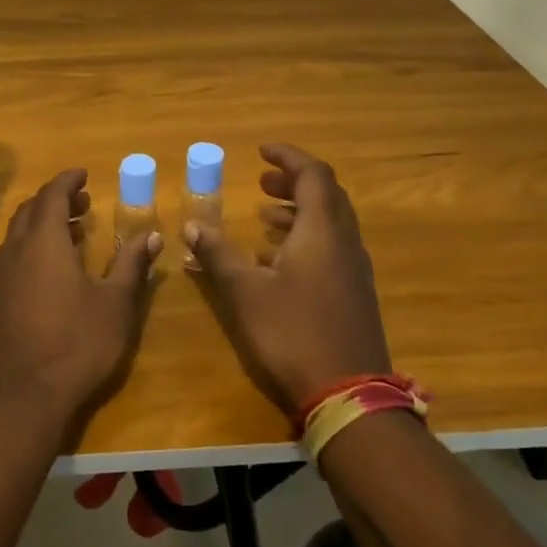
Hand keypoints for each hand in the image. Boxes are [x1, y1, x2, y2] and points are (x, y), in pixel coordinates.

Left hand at [0, 169, 160, 431]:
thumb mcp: (115, 304)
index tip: (84, 174)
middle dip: (55, 200)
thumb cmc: (77, 344)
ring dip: (43, 223)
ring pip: (18, 234)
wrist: (24, 396)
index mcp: (43, 242)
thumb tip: (152, 234)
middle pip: (30, 211)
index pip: (51, 195)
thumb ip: (131, 265)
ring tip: (74, 230)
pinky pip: (13, 256)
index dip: (67, 181)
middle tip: (83, 201)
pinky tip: (53, 269)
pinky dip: (33, 246)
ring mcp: (0, 276)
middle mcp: (15, 251)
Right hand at [185, 143, 391, 415]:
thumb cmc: (291, 334)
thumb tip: (192, 224)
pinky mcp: (354, 295)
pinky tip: (276, 262)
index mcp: (322, 232)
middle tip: (261, 184)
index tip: (262, 151)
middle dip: (293, 184)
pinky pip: (331, 250)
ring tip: (263, 218)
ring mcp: (354, 271)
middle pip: (326, 197)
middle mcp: (344, 243)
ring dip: (298, 213)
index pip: (314, 175)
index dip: (289, 158)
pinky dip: (305, 240)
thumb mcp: (244, 292)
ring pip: (330, 225)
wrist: (347, 395)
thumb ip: (217, 254)